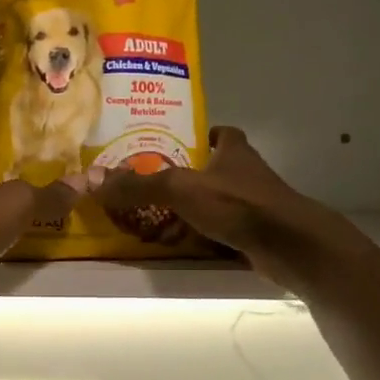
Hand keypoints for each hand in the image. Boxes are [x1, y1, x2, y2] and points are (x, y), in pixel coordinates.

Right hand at [91, 126, 364, 290]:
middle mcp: (246, 175)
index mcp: (233, 153)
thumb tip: (90, 179)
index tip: (182, 140)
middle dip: (189, 176)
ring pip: (217, 202)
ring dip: (193, 209)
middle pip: (215, 169)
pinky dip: (202, 236)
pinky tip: (181, 244)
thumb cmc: (238, 204)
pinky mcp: (254, 234)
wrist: (289, 245)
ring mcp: (253, 206)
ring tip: (157, 217)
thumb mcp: (180, 189)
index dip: (205, 134)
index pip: (223, 134)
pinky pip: (221, 230)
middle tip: (153, 184)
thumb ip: (137, 185)